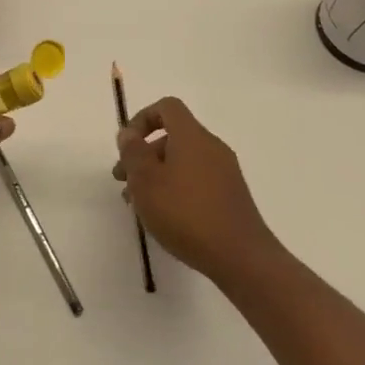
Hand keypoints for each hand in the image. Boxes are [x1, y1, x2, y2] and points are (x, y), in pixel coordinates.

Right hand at [113, 97, 277, 282]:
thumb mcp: (146, 181)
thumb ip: (133, 152)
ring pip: (183, 161)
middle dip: (144, 154)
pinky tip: (165, 217)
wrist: (241, 256)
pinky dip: (176, 188)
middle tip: (124, 182)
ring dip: (157, 175)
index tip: (127, 146)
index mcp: (192, 136)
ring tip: (139, 206)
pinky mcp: (231, 196)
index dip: (142, 119)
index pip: (167, 107)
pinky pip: (197, 180)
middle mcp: (211, 146)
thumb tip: (129, 133)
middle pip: (173, 137)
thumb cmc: (186, 213)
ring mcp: (225, 172)